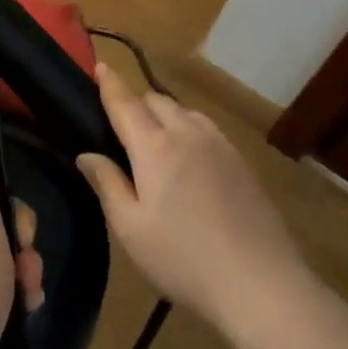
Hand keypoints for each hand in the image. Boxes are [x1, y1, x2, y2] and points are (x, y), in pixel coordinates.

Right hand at [76, 64, 302, 332]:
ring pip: (186, 111)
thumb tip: (86, 154)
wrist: (260, 283)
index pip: (125, 102)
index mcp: (154, 147)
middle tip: (122, 122)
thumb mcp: (130, 229)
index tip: (100, 65)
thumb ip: (107, 184)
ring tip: (156, 138)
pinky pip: (207, 129)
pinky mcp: (242, 162)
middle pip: (157, 100)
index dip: (110, 83)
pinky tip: (190, 156)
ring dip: (166, 114)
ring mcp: (220, 145)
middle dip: (137, 101)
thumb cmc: (183, 258)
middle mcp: (187, 134)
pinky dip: (190, 128)